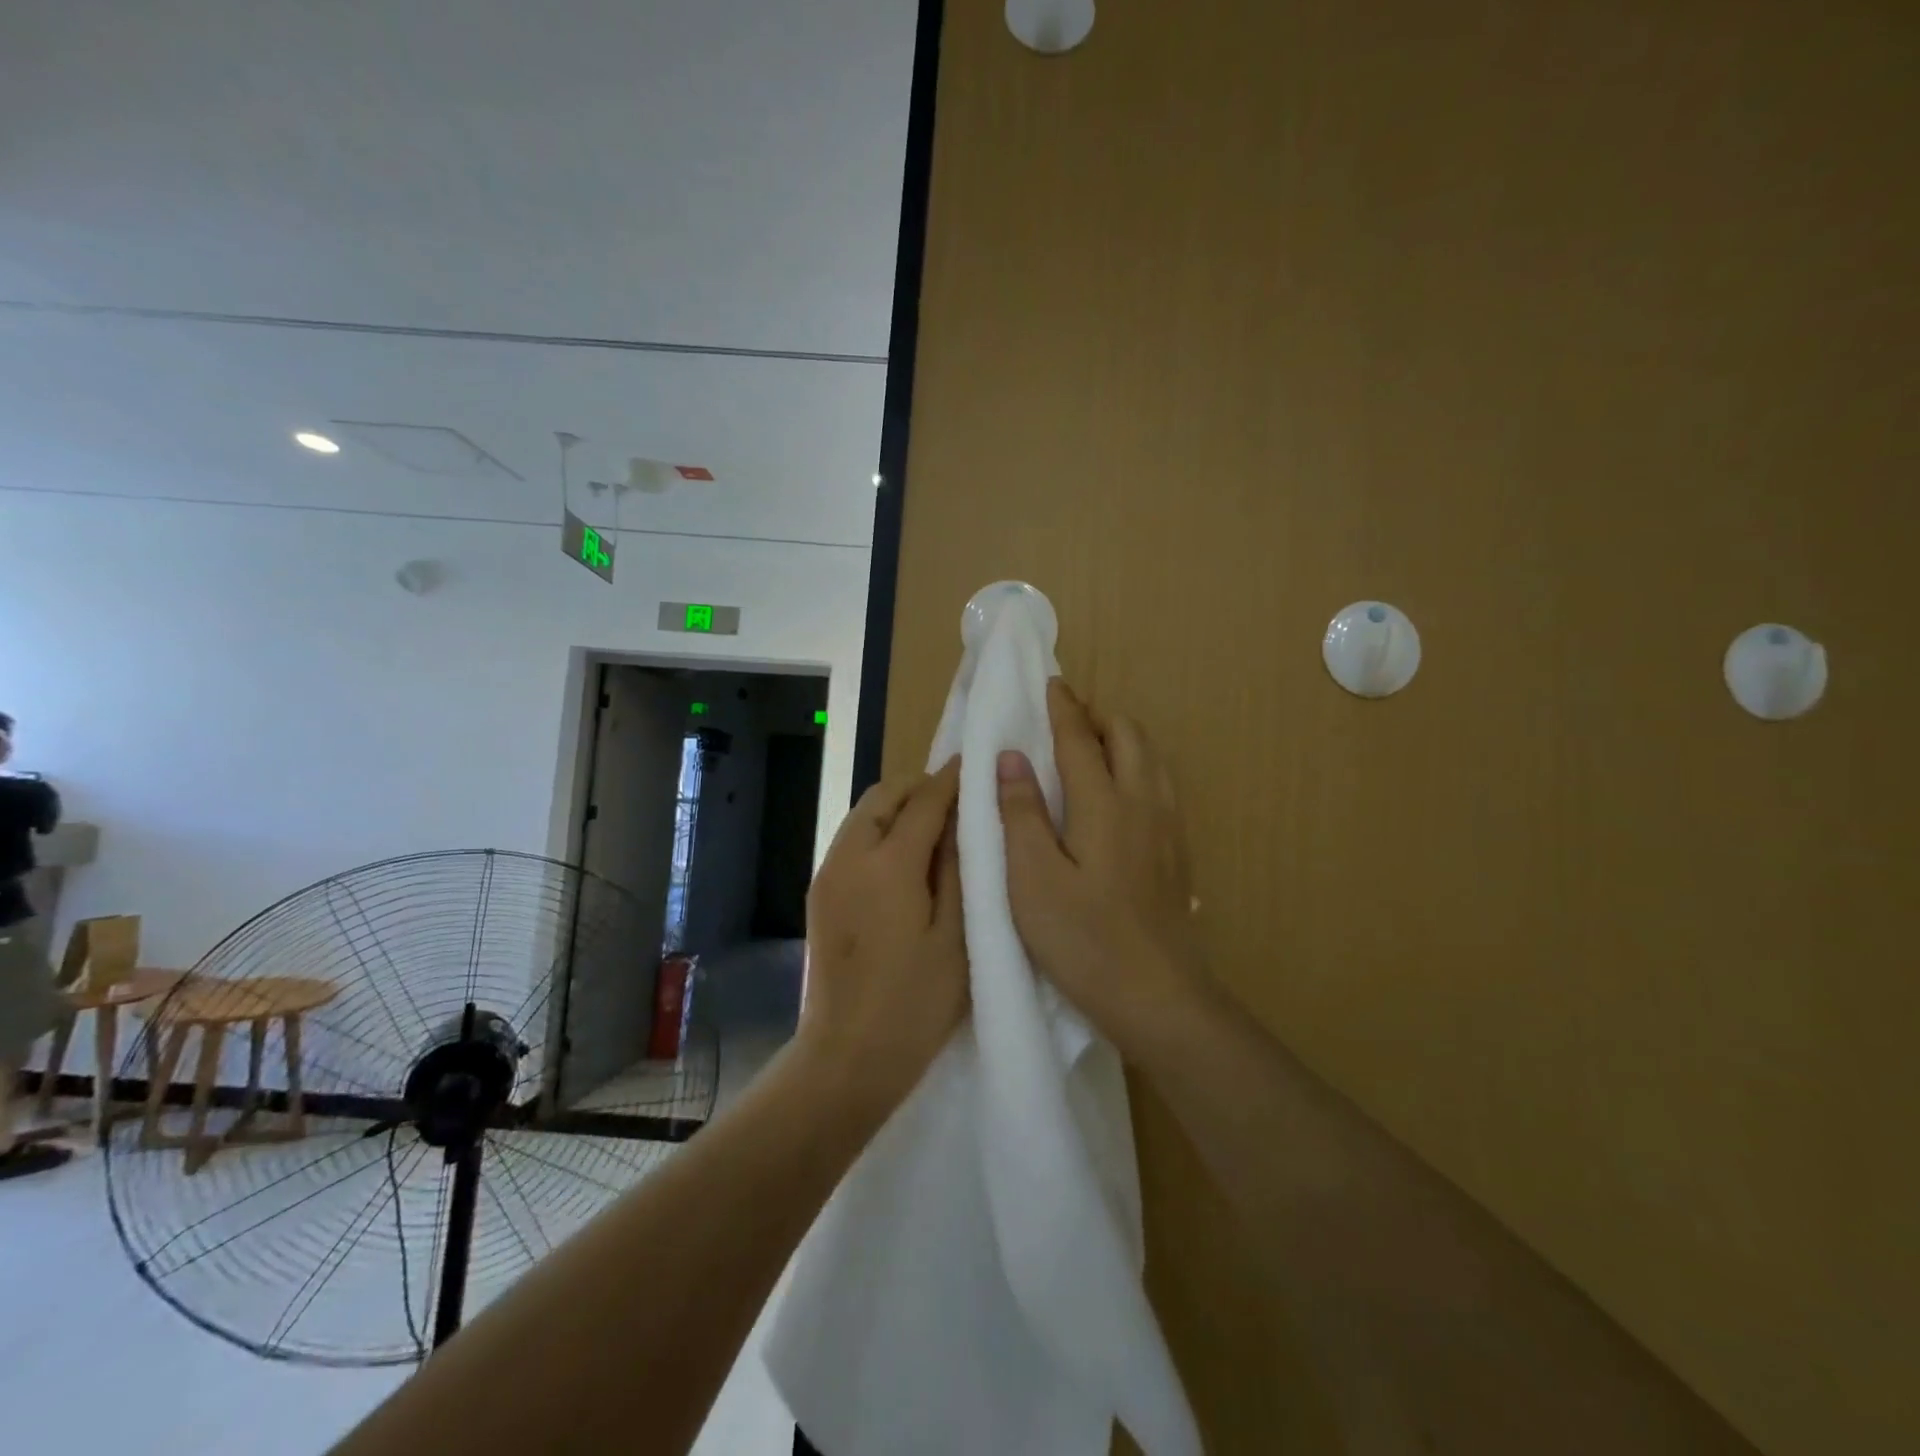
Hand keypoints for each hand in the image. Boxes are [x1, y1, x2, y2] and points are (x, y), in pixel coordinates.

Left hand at [799, 760, 966, 1109]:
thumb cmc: (916, 1003)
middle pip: (884, 795)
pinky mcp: (818, 893)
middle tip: (956, 802)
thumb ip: (958, 868)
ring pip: (863, 814)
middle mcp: (850, 855)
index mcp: (889, 864)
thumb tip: (961, 819)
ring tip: (933, 829)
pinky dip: (878, 831)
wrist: (847, 1056)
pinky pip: (851, 840)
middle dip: (920, 787)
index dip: (952, 779)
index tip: (976, 763)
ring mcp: (828, 873)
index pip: (925, 800)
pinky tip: (903, 860)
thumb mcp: (957, 936)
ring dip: (896, 808)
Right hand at [998, 680, 1208, 1062]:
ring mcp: (1168, 828)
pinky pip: (1161, 786)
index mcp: (1104, 803)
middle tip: (1065, 719)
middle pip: (1128, 736)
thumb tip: (1011, 757)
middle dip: (1097, 716)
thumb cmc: (1084, 939)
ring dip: (1122, 739)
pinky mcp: (1178, 853)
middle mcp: (1143, 803)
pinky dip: (1139, 767)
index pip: (1081, 738)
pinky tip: (1122, 794)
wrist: (1159, 997)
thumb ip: (1021, 813)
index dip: (1063, 708)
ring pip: (1151, 759)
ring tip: (1092, 747)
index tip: (1051, 684)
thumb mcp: (1032, 879)